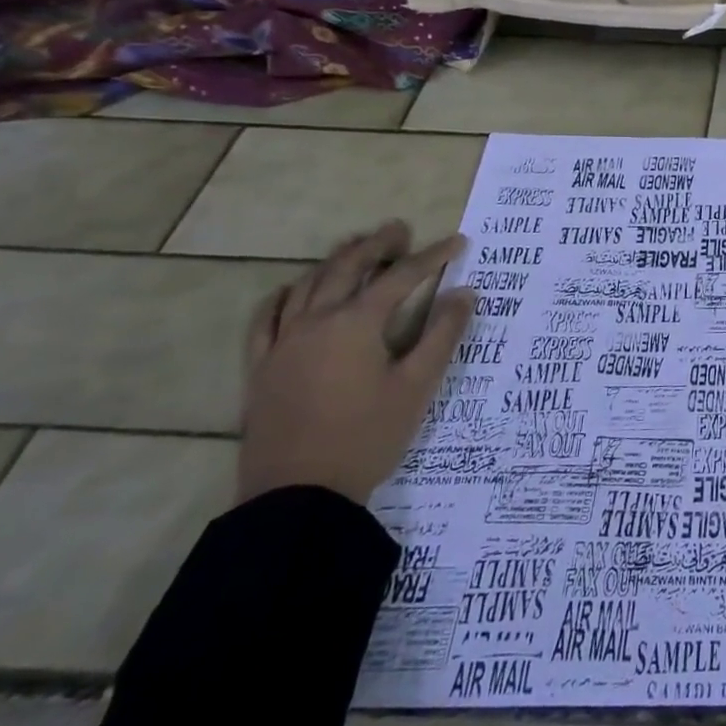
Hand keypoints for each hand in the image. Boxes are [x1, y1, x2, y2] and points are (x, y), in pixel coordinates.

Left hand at [237, 221, 471, 505]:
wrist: (298, 495)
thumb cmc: (367, 436)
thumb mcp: (417, 386)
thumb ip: (443, 335)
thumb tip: (464, 293)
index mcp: (356, 324)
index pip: (400, 277)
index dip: (432, 256)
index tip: (458, 241)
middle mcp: (315, 322)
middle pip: (347, 269)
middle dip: (377, 245)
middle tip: (400, 229)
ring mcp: (282, 343)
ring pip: (307, 286)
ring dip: (334, 261)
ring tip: (355, 247)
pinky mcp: (261, 367)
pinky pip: (266, 319)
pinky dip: (283, 297)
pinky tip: (291, 290)